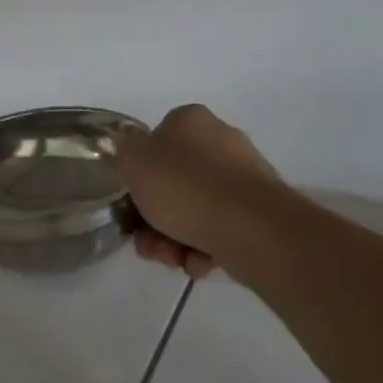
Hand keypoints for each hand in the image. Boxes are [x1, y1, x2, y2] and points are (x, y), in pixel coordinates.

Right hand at [118, 104, 283, 278]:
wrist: (250, 226)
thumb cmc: (184, 187)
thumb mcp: (134, 161)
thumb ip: (125, 151)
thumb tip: (133, 150)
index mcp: (190, 120)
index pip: (154, 144)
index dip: (138, 178)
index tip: (130, 206)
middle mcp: (220, 140)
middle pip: (173, 183)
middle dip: (154, 219)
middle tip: (148, 244)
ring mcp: (242, 175)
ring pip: (194, 209)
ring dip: (174, 238)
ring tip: (173, 260)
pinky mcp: (258, 209)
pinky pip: (219, 227)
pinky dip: (204, 246)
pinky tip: (199, 262)